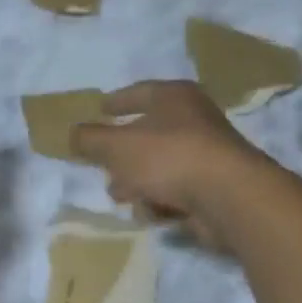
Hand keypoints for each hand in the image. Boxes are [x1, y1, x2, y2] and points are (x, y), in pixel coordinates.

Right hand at [71, 81, 264, 246]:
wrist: (227, 197)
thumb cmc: (168, 157)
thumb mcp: (116, 146)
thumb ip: (90, 139)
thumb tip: (73, 134)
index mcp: (174, 97)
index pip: (140, 92)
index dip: (117, 101)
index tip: (100, 109)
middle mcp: (195, 119)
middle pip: (150, 131)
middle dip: (123, 150)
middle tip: (103, 162)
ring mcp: (207, 154)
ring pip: (161, 164)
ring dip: (138, 179)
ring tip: (119, 195)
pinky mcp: (214, 186)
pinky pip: (177, 189)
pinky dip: (160, 198)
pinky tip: (148, 210)